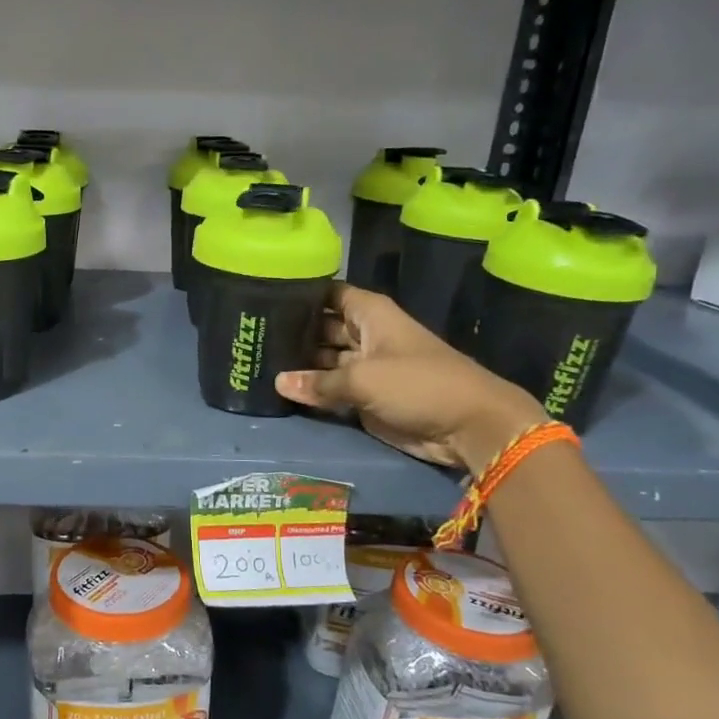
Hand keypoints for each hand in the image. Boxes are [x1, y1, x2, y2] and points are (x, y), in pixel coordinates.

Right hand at [276, 285, 545, 472]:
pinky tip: (278, 389)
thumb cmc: (418, 384)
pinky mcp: (365, 397)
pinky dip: (311, 390)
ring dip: (299, 363)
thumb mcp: (363, 379)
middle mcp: (365, 335)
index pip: (328, 293)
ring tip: (256, 361)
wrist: (468, 426)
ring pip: (324, 360)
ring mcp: (365, 367)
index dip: (300, 293)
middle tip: (251, 334)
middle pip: (322, 326)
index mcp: (370, 314)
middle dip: (293, 331)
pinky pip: (331, 389)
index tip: (264, 296)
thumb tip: (278, 382)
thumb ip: (318, 382)